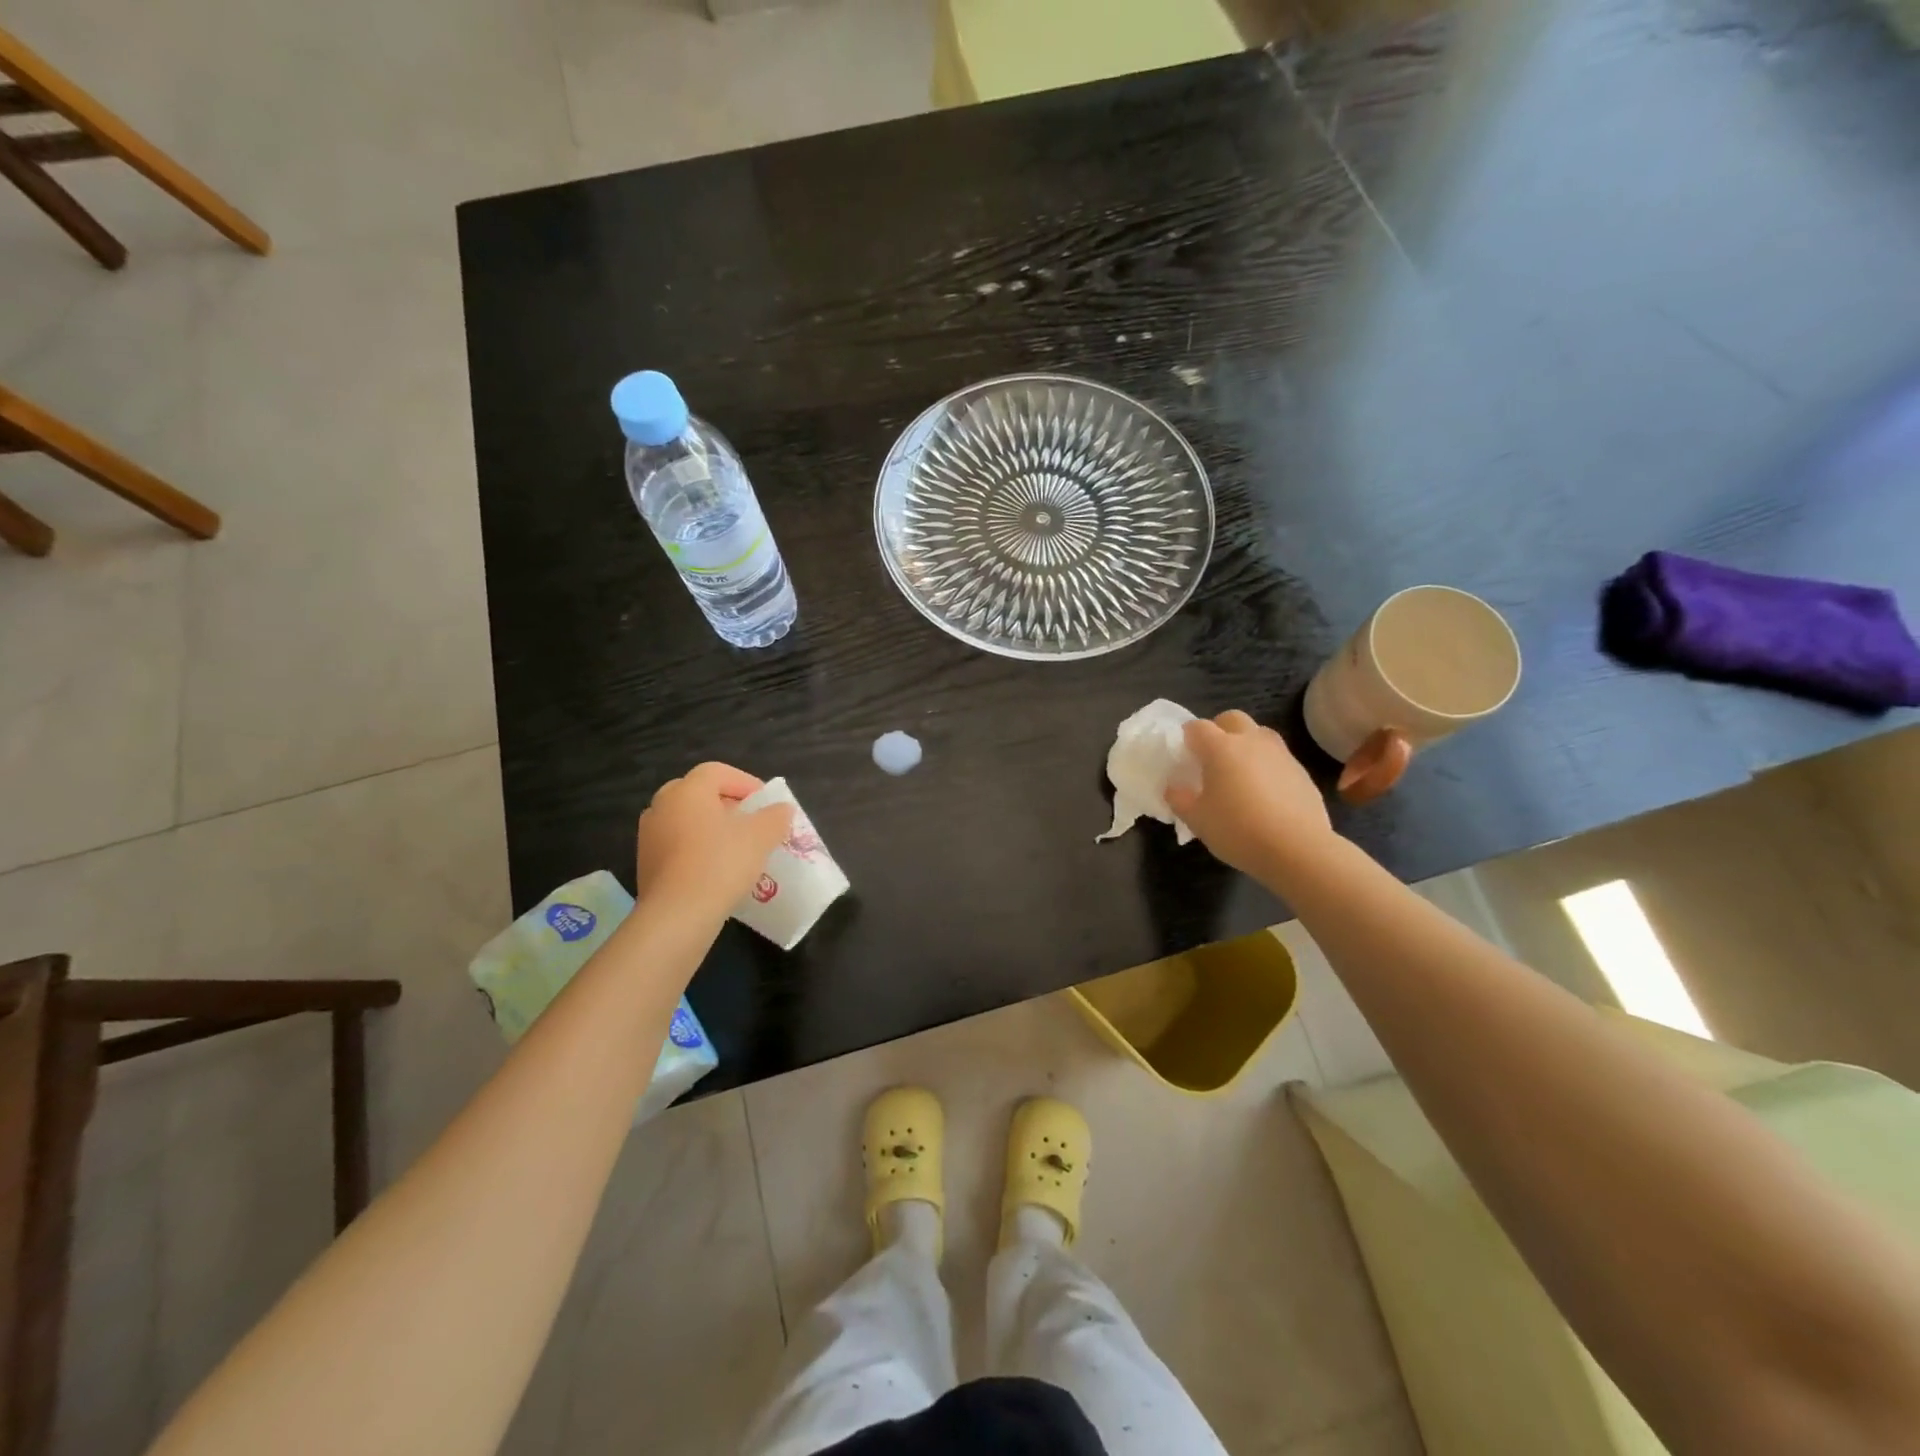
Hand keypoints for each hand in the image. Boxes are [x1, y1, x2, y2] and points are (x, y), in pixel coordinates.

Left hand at [635, 762, 794, 915]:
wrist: (677, 914)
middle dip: (725, 803)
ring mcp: (649, 834)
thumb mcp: (761, 837)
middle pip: (698, 793)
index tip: (765, 802)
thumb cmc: (721, 864)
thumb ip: (775, 817)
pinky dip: (695, 847)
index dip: (745, 782)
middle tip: (748, 820)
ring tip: (734, 846)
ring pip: (685, 819)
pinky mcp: (645, 862)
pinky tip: (714, 868)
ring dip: (709, 826)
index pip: (717, 771)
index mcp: (688, 790)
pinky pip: (675, 843)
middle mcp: (662, 804)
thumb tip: (782, 809)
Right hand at [1166, 711, 1336, 879]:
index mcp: (1220, 748)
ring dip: (1246, 744)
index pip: (1197, 727)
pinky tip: (1265, 793)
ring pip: (1259, 734)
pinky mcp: (1301, 771)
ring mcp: (1280, 754)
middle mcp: (1251, 741)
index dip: (1187, 737)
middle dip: (1219, 730)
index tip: (1184, 755)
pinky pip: (1278, 758)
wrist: (1298, 849)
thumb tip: (1174, 787)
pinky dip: (1267, 766)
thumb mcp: (1197, 820)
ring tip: (1240, 772)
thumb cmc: (1238, 830)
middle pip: (1232, 718)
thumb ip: (1179, 799)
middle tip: (1211, 757)